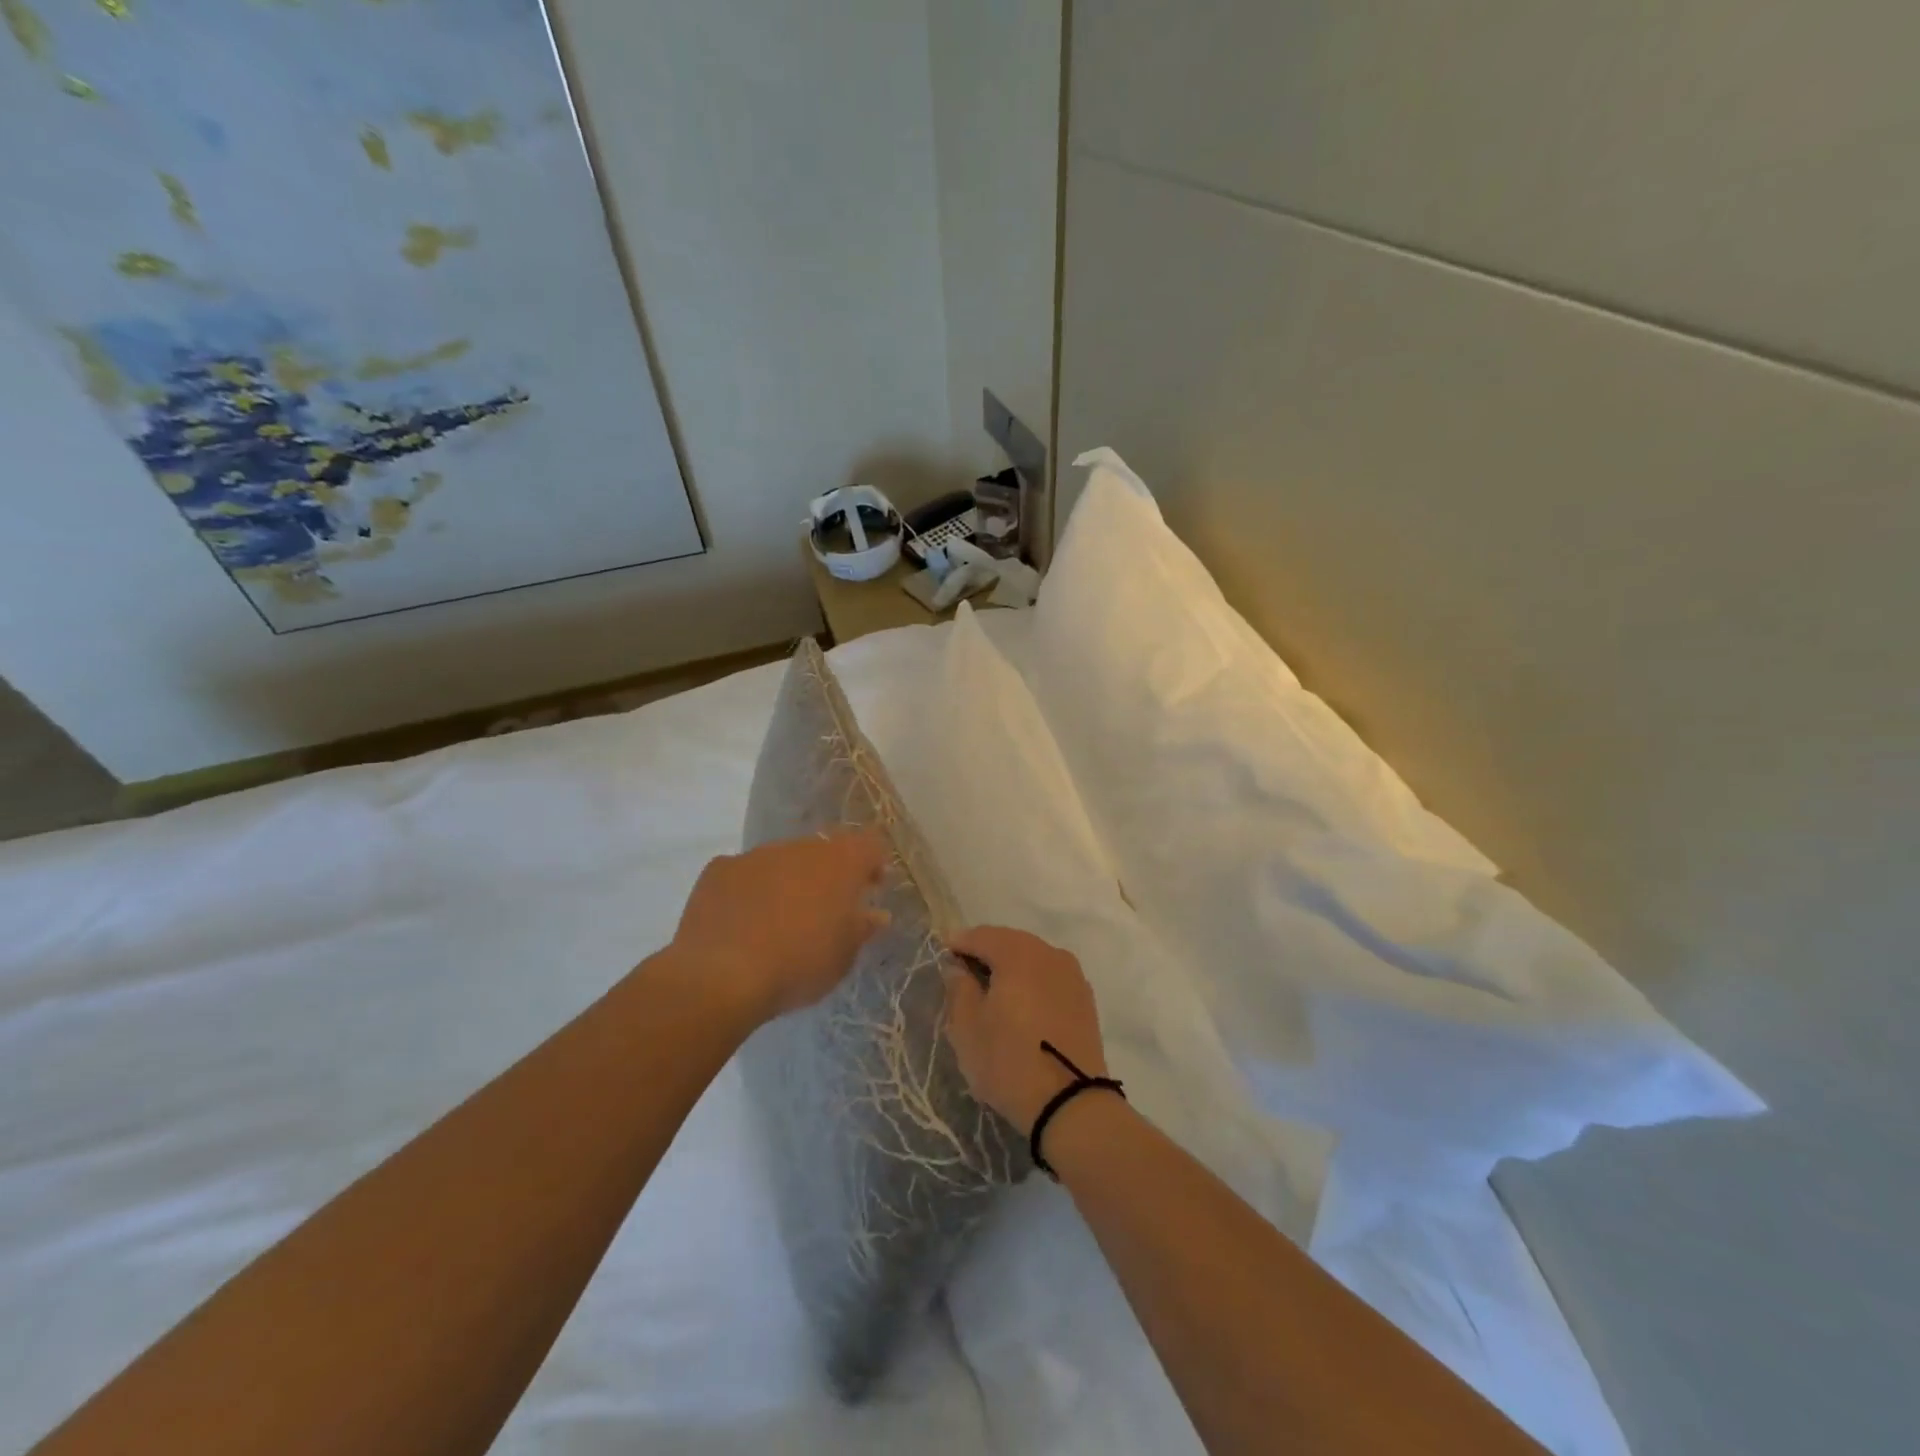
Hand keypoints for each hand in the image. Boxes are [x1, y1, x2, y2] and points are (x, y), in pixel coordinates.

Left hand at [669, 832, 888, 1024]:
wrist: (722, 975)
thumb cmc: (799, 965)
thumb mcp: (844, 956)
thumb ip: (862, 928)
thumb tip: (875, 914)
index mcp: (840, 862)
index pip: (869, 845)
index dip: (873, 864)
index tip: (871, 890)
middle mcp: (801, 847)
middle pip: (824, 850)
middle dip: (829, 874)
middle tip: (826, 908)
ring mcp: (756, 855)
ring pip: (783, 860)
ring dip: (789, 880)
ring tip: (781, 919)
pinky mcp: (719, 869)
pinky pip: (745, 873)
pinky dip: (750, 890)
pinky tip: (743, 921)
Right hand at [942, 926, 1109, 1128]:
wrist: (1072, 1104)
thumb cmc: (1009, 1061)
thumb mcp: (967, 1027)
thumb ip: (959, 988)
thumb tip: (958, 967)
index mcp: (1018, 953)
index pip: (982, 935)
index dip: (959, 943)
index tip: (943, 955)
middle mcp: (1049, 953)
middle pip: (1010, 942)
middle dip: (986, 952)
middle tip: (964, 971)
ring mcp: (1072, 975)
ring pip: (1033, 958)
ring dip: (1011, 966)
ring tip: (992, 989)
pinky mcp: (1085, 999)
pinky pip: (1050, 977)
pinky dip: (1032, 981)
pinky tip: (1021, 1003)